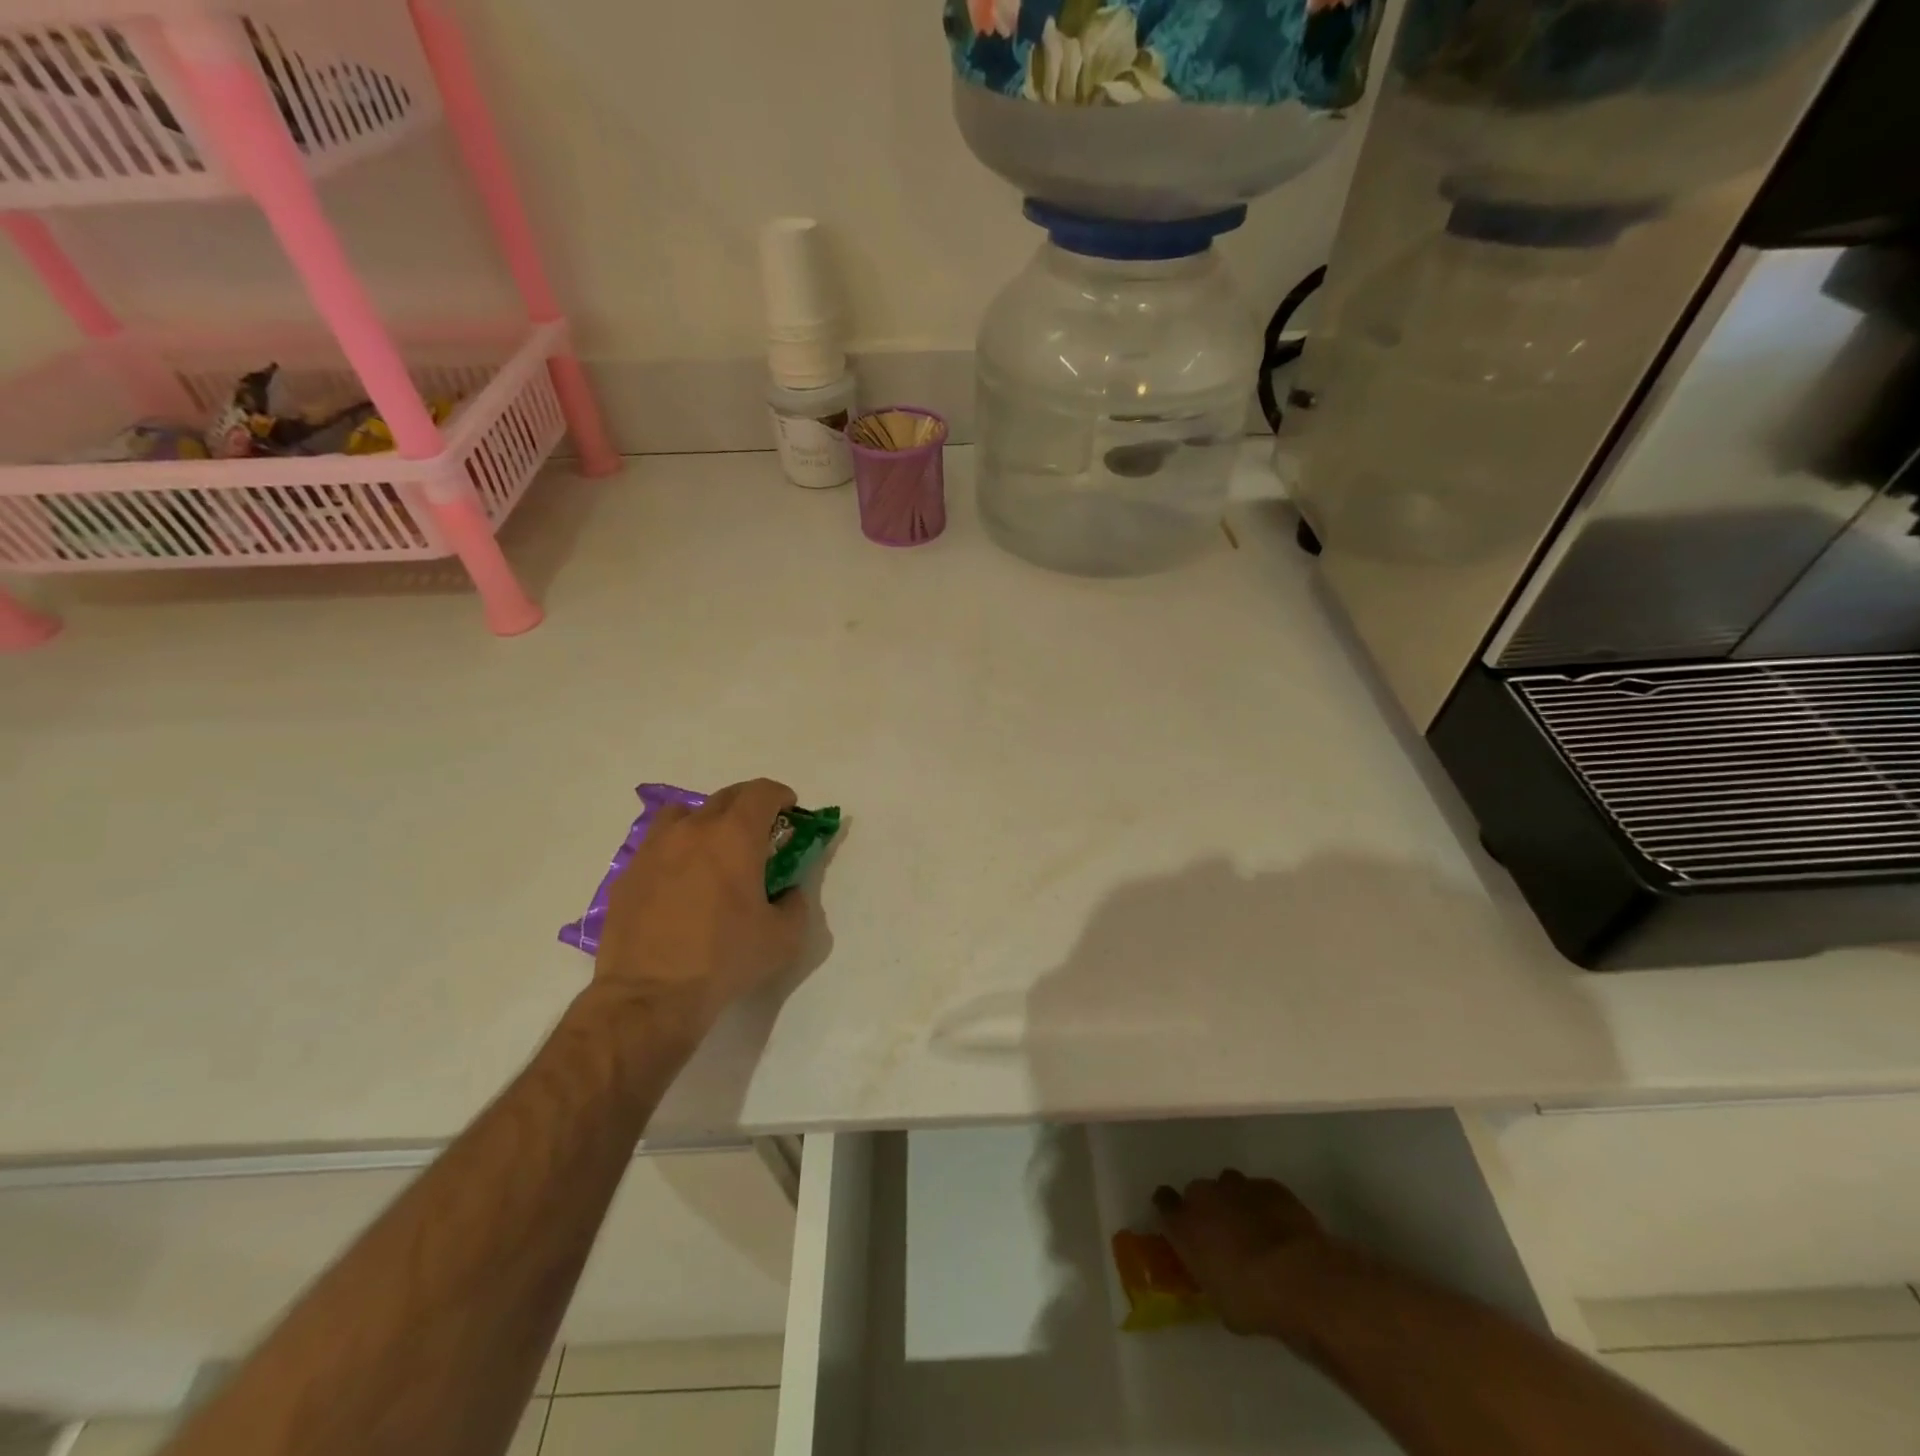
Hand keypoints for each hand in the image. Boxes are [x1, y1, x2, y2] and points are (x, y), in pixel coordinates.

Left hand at [591, 779, 808, 1033]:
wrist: (650, 996)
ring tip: (713, 850)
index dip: (779, 795)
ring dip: (706, 821)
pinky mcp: (628, 874)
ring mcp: (654, 849)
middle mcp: (693, 830)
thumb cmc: (724, 960)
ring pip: (683, 814)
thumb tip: (788, 893)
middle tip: (759, 833)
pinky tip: (680, 883)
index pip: (761, 792)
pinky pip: (657, 846)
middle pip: (725, 797)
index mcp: (735, 837)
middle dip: (748, 806)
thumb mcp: (783, 938)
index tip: (788, 810)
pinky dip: (675, 850)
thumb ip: (795, 905)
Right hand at [1154, 1170, 1338, 1338]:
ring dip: (1234, 1203)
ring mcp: (1238, 1186)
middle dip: (1206, 1209)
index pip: (1163, 1202)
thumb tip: (1212, 1271)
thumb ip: (1208, 1275)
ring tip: (1253, 1231)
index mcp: (1184, 1224)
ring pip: (1228, 1186)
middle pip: (1197, 1192)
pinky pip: (1260, 1191)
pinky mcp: (1270, 1186)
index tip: (1179, 1225)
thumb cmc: (1253, 1301)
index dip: (1171, 1212)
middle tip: (1222, 1236)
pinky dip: (1264, 1206)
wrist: (1301, 1279)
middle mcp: (1204, 1196)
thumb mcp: (1219, 1302)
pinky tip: (1280, 1229)